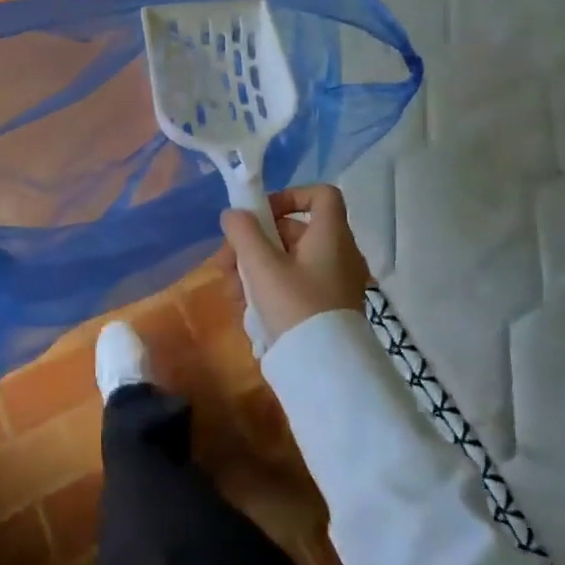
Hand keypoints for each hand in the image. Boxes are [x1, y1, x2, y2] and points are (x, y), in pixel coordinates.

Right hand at [218, 185, 370, 344]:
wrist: (326, 370)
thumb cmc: (295, 306)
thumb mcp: (261, 265)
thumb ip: (243, 232)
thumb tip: (234, 214)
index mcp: (331, 236)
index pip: (321, 195)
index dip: (290, 196)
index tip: (260, 216)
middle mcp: (339, 254)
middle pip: (294, 230)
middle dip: (254, 242)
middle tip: (226, 262)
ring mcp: (334, 282)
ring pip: (288, 260)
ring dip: (254, 268)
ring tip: (230, 290)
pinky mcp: (326, 308)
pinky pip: (295, 284)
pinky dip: (269, 287)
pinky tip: (245, 308)